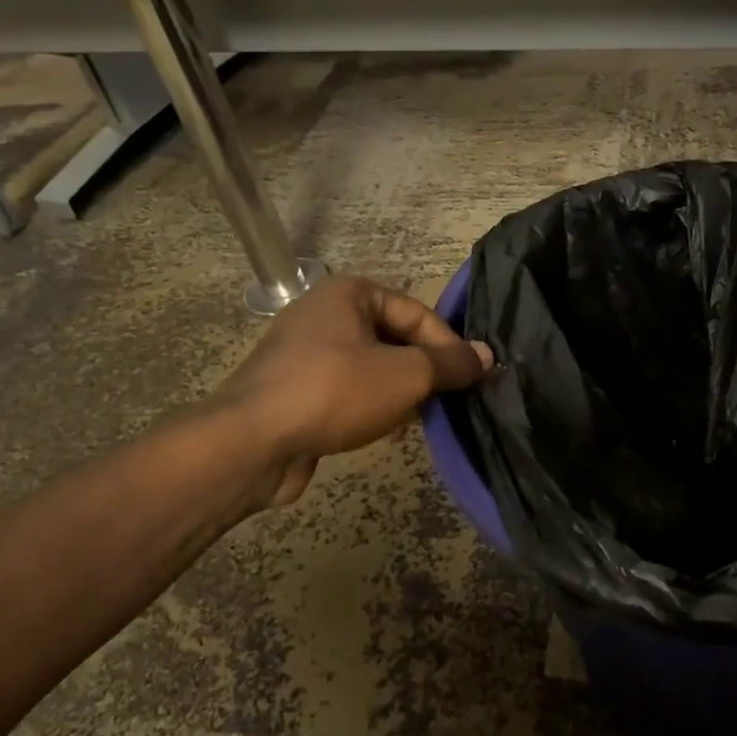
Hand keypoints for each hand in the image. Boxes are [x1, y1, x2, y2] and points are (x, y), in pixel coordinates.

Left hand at [211, 274, 491, 505]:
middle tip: (447, 400)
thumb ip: (449, 363)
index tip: (471, 378)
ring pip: (370, 367)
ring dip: (398, 391)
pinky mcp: (293, 390)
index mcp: (348, 293)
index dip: (448, 344)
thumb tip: (486, 355)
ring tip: (418, 418)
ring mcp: (303, 353)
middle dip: (422, 370)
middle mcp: (323, 313)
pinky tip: (382, 431)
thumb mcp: (405, 375)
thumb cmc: (335, 392)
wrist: (250, 442)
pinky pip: (345, 390)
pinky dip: (368, 406)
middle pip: (393, 338)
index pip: (416, 312)